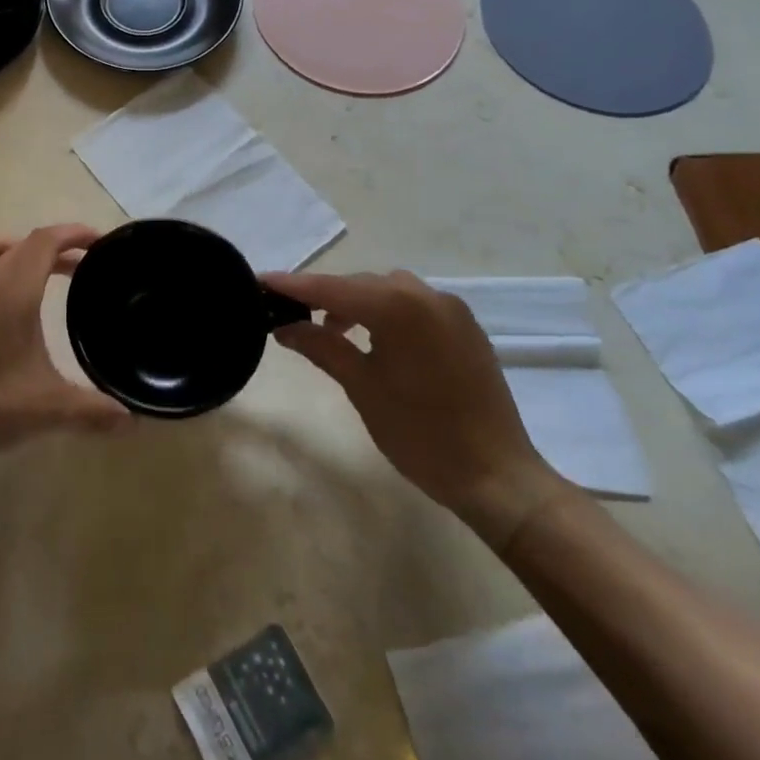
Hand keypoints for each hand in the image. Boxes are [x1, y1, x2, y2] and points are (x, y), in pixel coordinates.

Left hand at [0, 225, 130, 461]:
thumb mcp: (44, 410)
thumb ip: (91, 411)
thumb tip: (133, 419)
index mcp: (12, 288)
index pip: (46, 241)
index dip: (74, 234)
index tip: (99, 241)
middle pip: (19, 241)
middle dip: (51, 248)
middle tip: (75, 269)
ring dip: (10, 250)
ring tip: (30, 273)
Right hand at [264, 269, 572, 545]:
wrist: (499, 478)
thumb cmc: (422, 435)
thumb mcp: (362, 388)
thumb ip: (321, 346)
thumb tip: (284, 326)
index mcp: (398, 306)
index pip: (332, 288)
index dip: (293, 285)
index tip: (260, 281)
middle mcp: (426, 295)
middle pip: (360, 284)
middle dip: (325, 296)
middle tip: (292, 315)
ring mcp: (450, 309)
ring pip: (387, 291)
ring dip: (357, 304)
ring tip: (333, 332)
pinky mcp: (465, 327)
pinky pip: (413, 305)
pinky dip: (386, 313)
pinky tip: (375, 340)